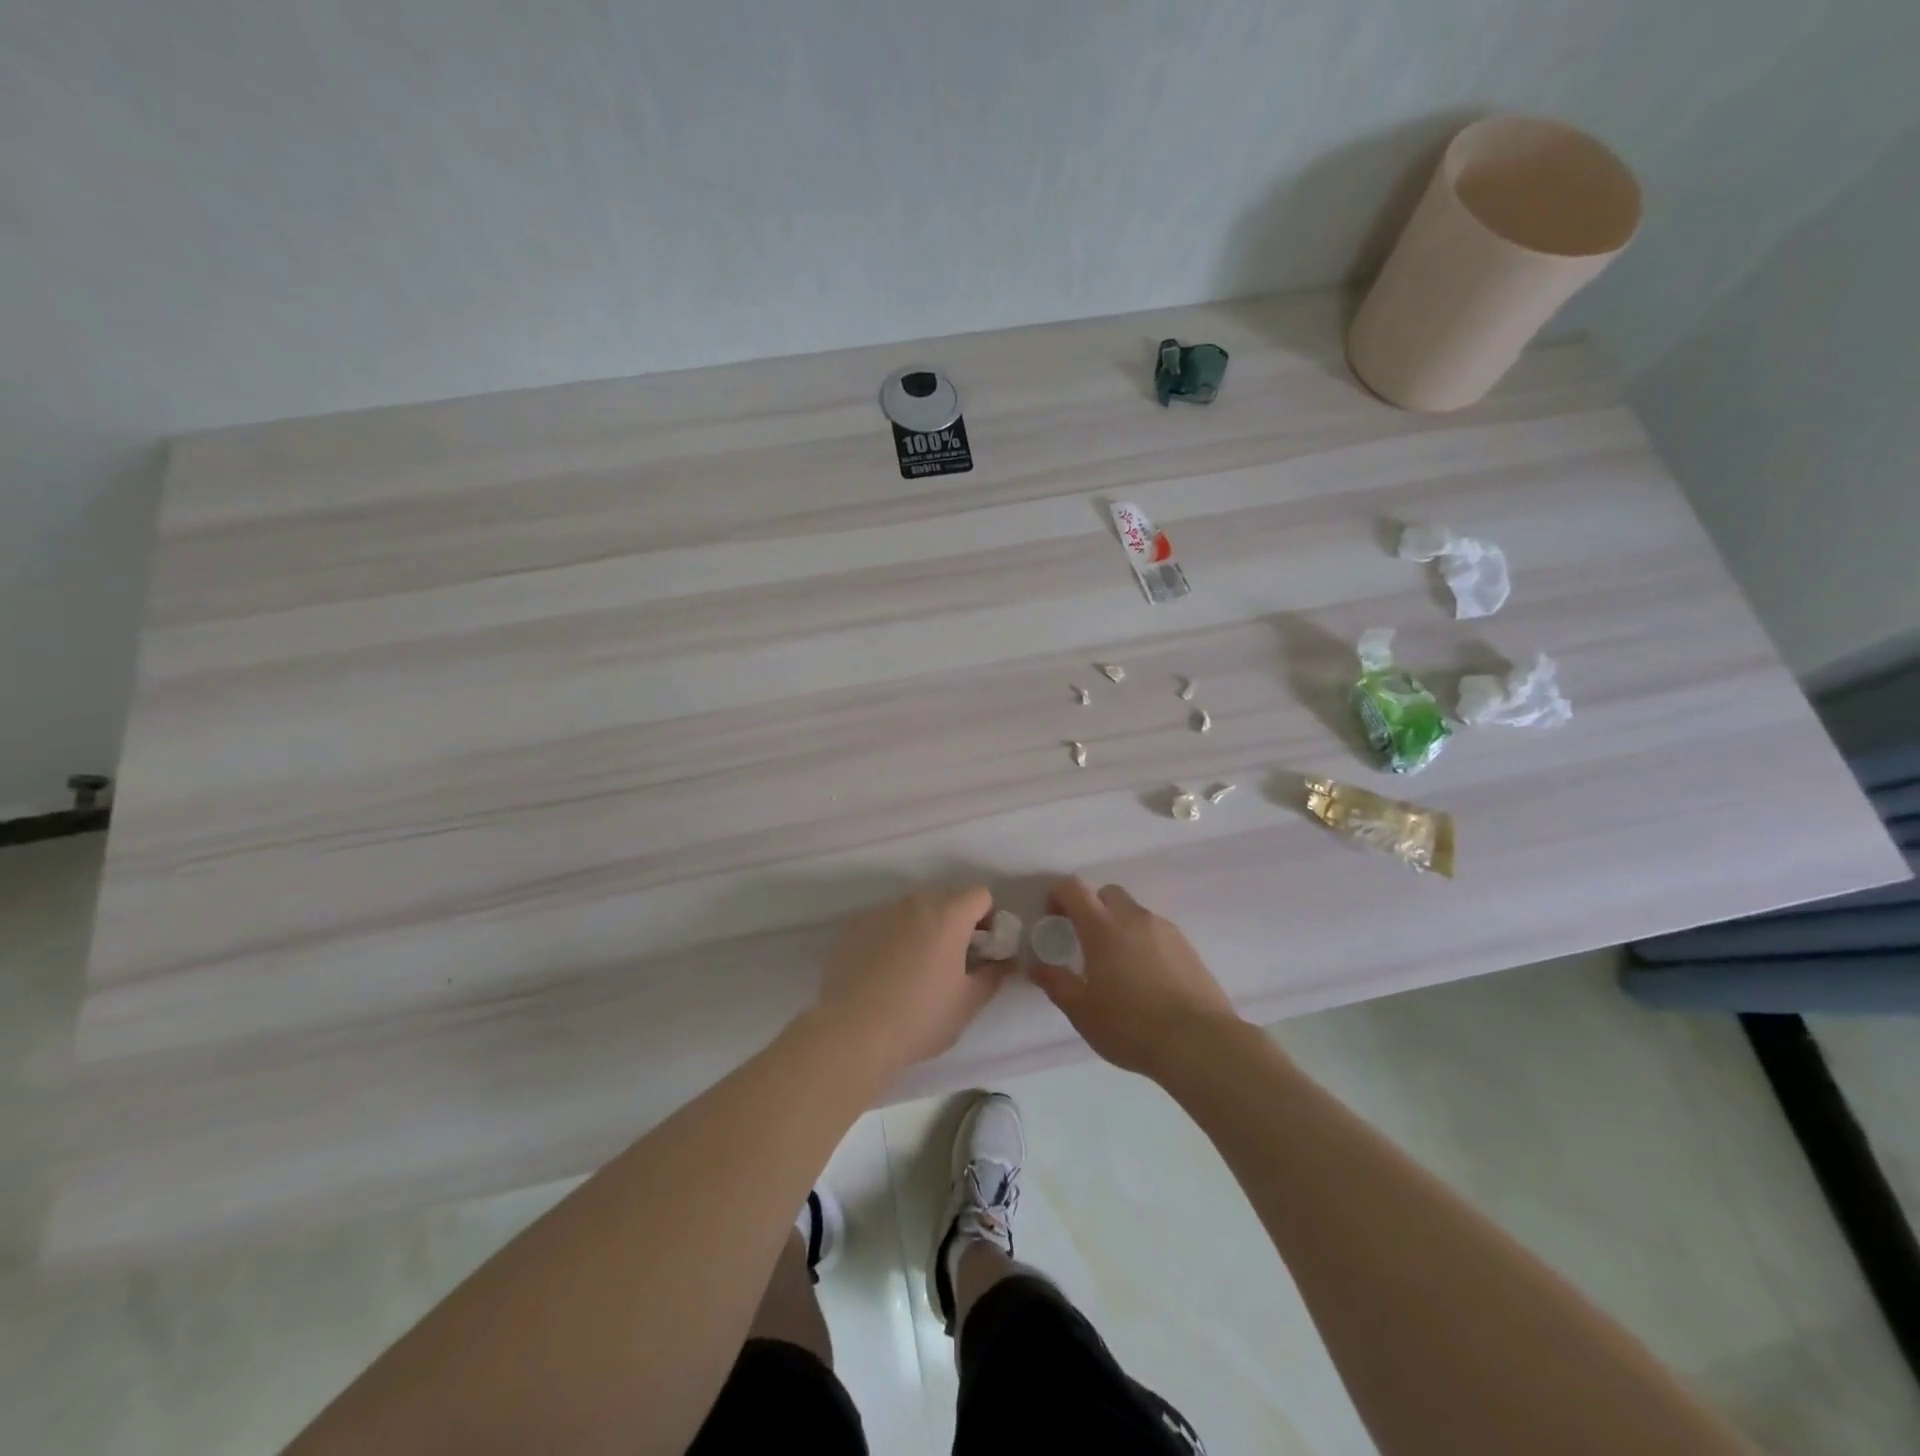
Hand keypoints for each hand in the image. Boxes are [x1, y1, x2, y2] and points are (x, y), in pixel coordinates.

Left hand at [813, 885, 1012, 1077]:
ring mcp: (880, 911)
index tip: (982, 949)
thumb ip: (993, 975)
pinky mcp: (853, 926)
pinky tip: (883, 971)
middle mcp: (914, 902)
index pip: (980, 895)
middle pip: (946, 897)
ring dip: (922, 927)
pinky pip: (883, 921)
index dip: (988, 918)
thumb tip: (1004, 962)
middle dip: (955, 921)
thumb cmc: (919, 1018)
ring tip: (914, 968)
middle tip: (952, 960)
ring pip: (912, 909)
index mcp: (948, 915)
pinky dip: (891, 936)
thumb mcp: (968, 1003)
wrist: (852, 1033)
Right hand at [1030, 878, 1243, 1080]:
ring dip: (1120, 927)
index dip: (1058, 896)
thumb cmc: (1130, 1025)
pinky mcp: (1188, 948)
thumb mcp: (1081, 1011)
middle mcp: (1134, 918)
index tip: (1053, 920)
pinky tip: (1146, 979)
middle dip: (1092, 909)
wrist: (1199, 1043)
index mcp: (1102, 926)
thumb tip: (1036, 966)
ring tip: (1118, 967)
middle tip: (1085, 942)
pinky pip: (1157, 933)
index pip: (1074, 889)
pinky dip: (1144, 944)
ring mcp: (1166, 930)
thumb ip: (1055, 983)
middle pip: (1107, 894)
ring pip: (1135, 913)